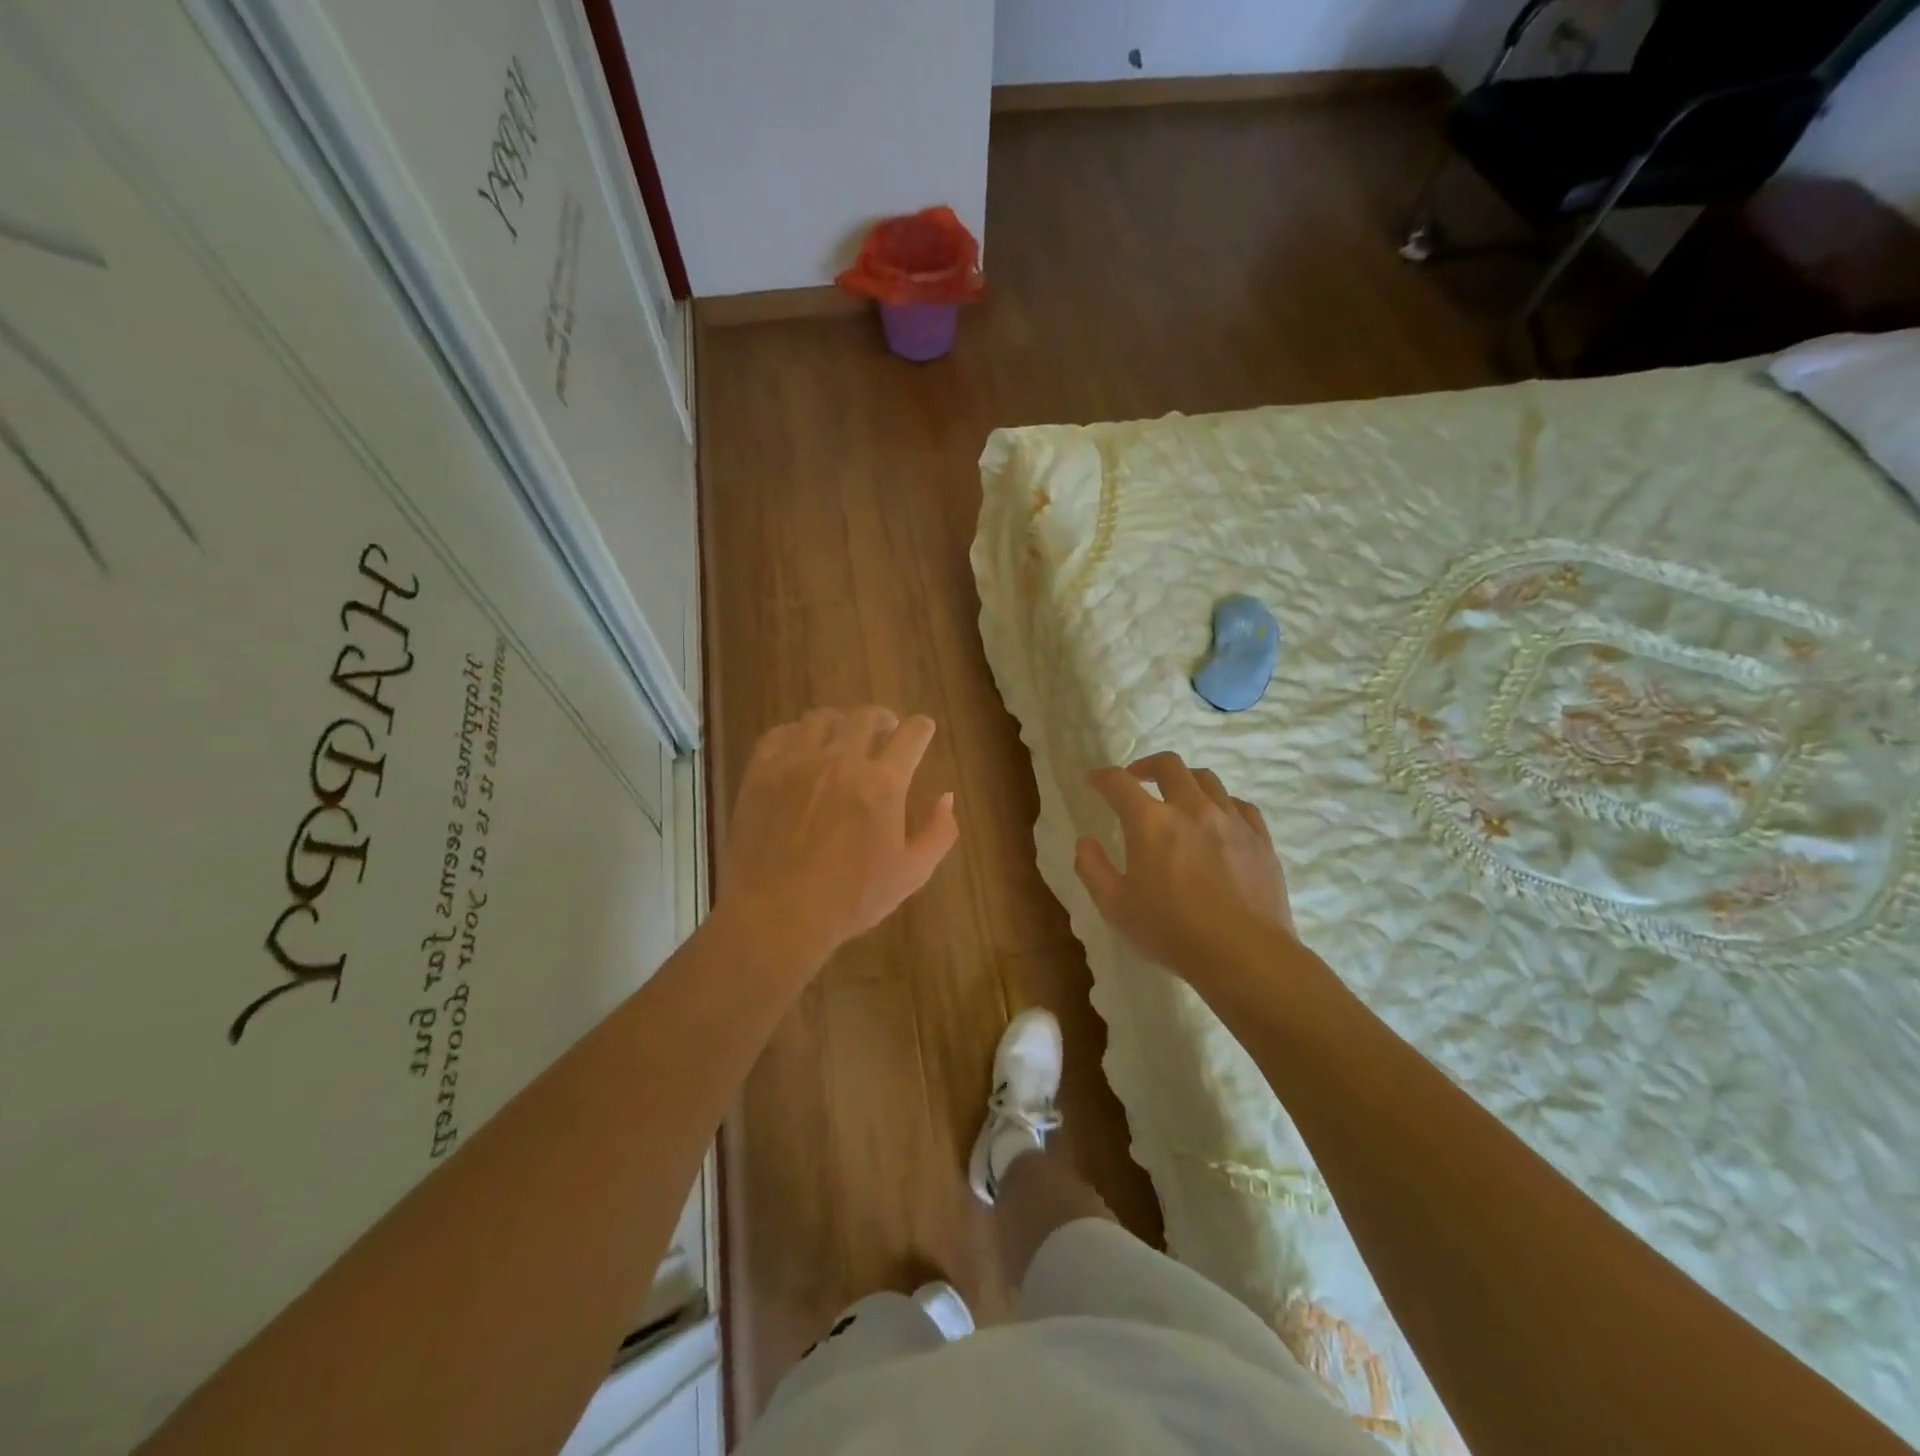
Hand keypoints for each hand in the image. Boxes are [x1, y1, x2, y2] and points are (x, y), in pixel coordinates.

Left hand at [721, 707, 958, 963]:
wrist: (777, 914)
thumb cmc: (850, 899)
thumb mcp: (911, 874)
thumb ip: (938, 832)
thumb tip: (947, 797)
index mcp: (883, 783)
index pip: (912, 734)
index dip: (922, 728)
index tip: (922, 730)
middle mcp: (842, 760)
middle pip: (866, 716)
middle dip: (882, 719)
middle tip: (883, 731)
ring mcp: (797, 762)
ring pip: (822, 718)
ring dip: (839, 723)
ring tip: (840, 738)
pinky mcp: (761, 771)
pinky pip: (780, 733)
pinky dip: (796, 734)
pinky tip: (800, 748)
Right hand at [1075, 752, 1294, 989]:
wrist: (1245, 955)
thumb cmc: (1172, 931)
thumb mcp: (1115, 907)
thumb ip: (1092, 868)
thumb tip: (1085, 842)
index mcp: (1150, 822)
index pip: (1118, 783)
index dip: (1101, 777)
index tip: (1093, 782)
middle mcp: (1191, 808)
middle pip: (1168, 765)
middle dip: (1146, 766)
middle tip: (1136, 780)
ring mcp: (1230, 819)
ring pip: (1206, 779)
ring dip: (1184, 780)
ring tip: (1177, 797)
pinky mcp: (1259, 837)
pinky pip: (1239, 804)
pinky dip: (1221, 804)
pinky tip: (1217, 820)